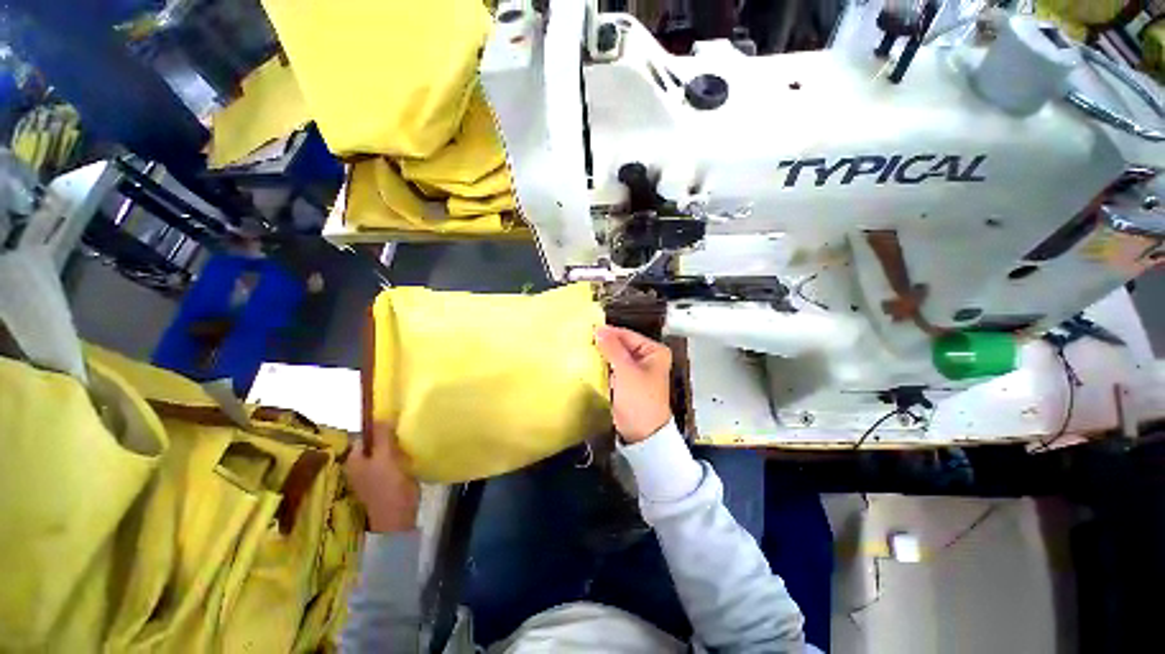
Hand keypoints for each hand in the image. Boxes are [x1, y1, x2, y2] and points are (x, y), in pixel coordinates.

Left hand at [345, 423, 419, 532]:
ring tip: (409, 439)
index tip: (395, 421)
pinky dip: (398, 455)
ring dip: (395, 446)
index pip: (364, 436)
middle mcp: (359, 466)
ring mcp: (372, 474)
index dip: (378, 427)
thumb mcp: (385, 458)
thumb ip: (382, 437)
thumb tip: (380, 416)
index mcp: (354, 460)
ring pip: (384, 452)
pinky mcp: (386, 480)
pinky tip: (409, 453)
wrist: (398, 516)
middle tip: (404, 430)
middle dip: (388, 436)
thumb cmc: (388, 485)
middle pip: (374, 443)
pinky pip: (391, 461)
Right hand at [594, 325, 672, 442]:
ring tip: (584, 349)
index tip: (589, 330)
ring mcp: (637, 370)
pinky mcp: (627, 381)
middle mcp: (647, 357)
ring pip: (616, 356)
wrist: (642, 433)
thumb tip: (599, 330)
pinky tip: (590, 363)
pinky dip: (603, 365)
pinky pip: (613, 368)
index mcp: (654, 351)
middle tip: (584, 340)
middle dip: (604, 344)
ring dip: (602, 354)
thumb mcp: (626, 371)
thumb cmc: (640, 399)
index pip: (627, 335)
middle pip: (622, 345)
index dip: (609, 333)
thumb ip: (612, 348)